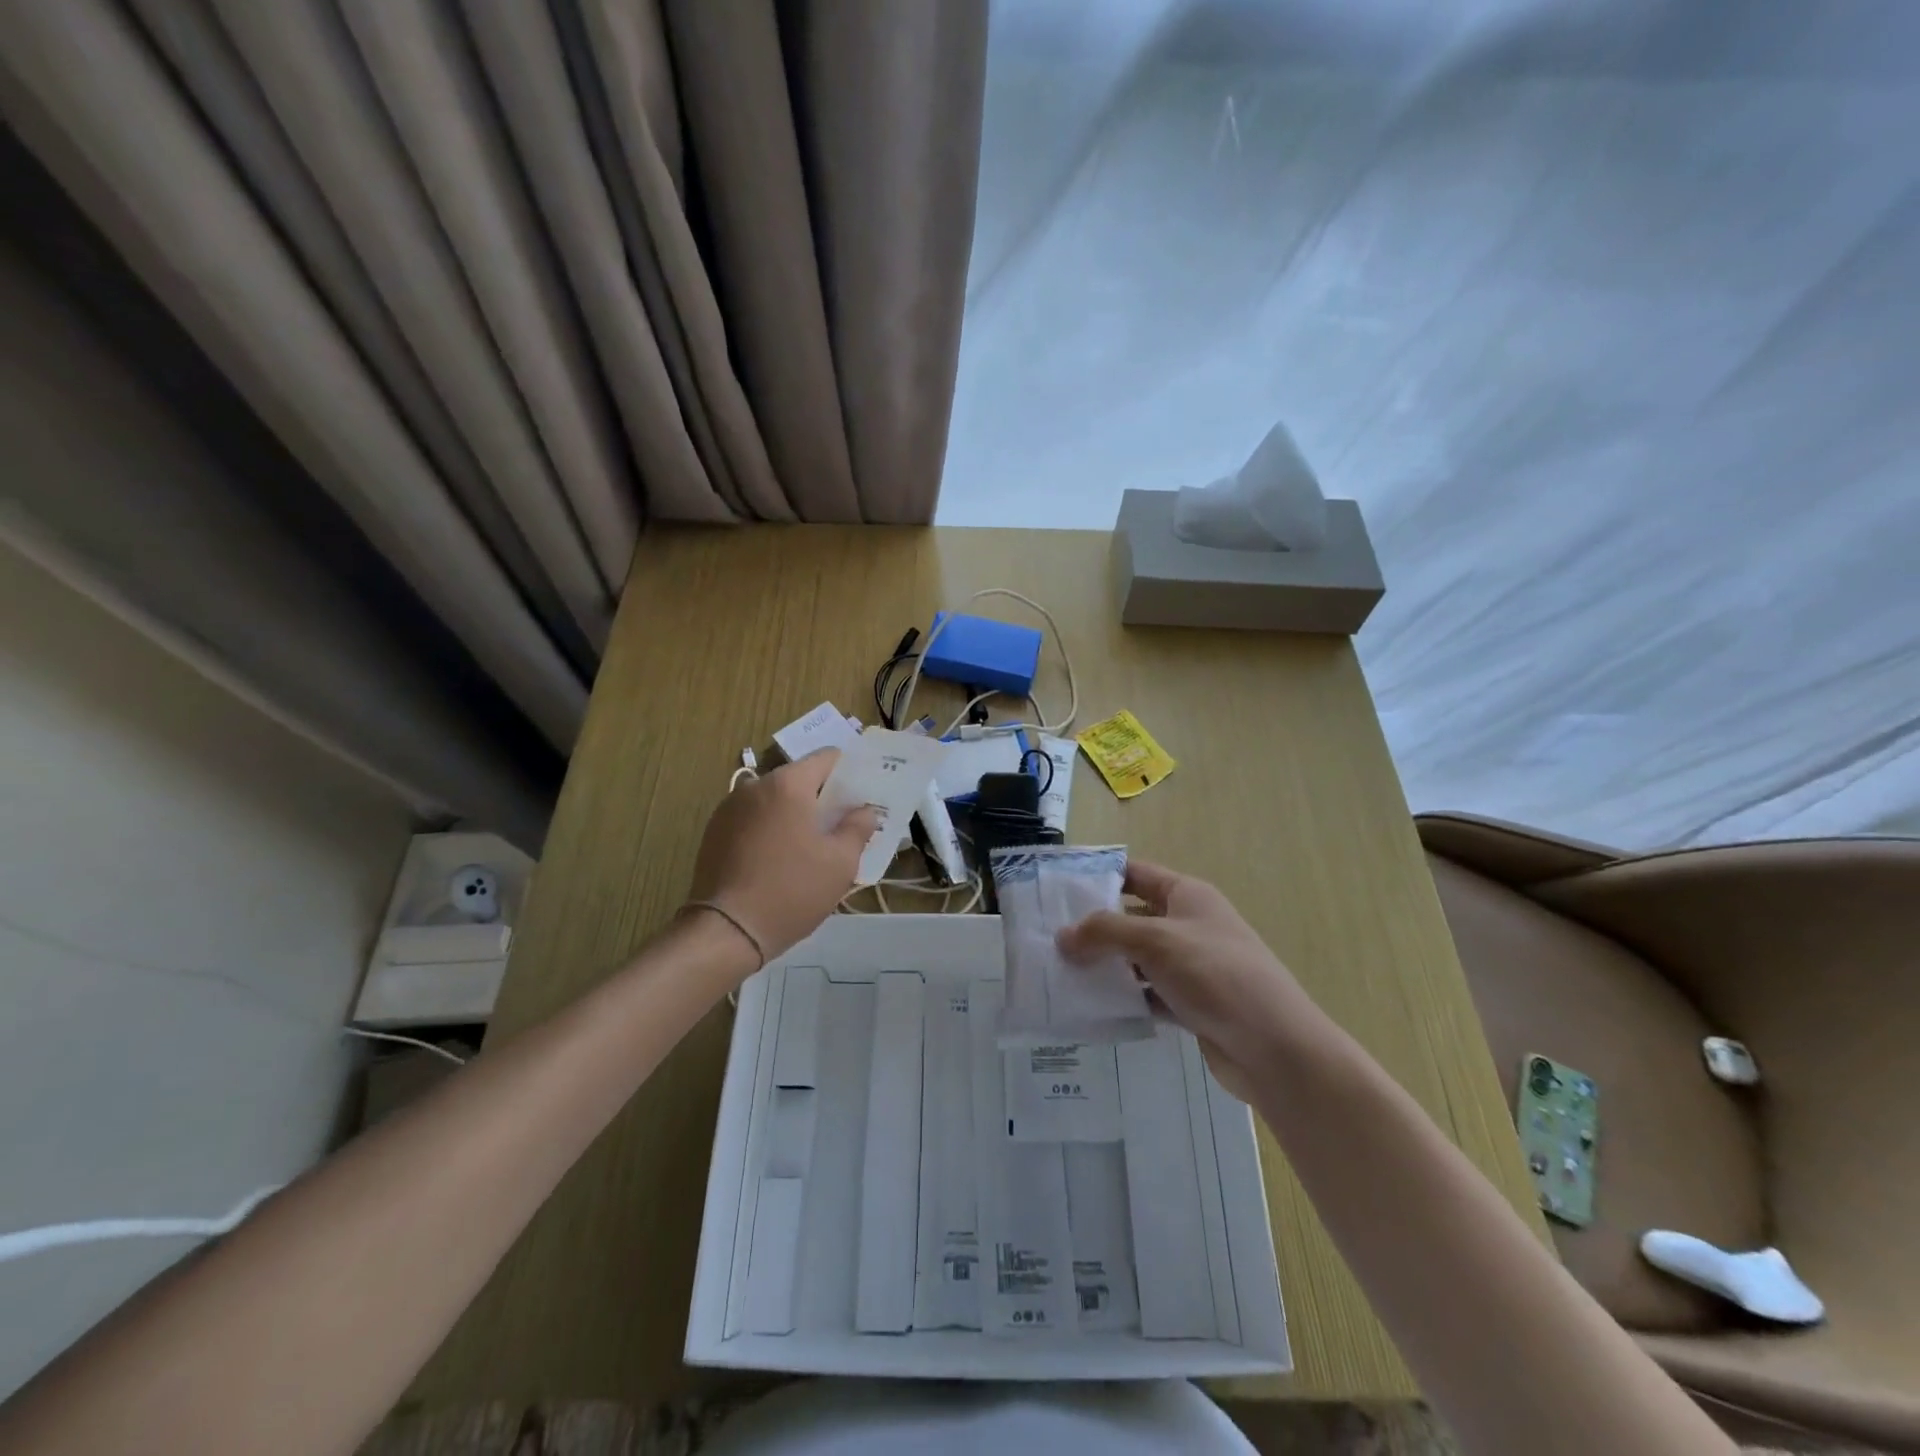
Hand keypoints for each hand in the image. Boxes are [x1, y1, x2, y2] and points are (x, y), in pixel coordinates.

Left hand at [688, 750, 878, 967]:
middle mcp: (755, 786)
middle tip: (844, 824)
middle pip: (799, 778)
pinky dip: (771, 828)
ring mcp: (729, 809)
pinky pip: (753, 819)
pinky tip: (780, 859)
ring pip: (774, 800)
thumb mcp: (840, 863)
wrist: (726, 931)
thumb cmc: (791, 891)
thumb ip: (858, 827)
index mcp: (788, 785)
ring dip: (795, 813)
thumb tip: (864, 810)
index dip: (849, 772)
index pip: (827, 757)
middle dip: (823, 796)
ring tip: (812, 845)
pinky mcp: (714, 832)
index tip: (863, 795)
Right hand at [1055, 860, 1319, 1099]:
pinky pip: (1148, 994)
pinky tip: (1092, 1008)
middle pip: (1132, 917)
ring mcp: (1191, 967)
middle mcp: (1189, 925)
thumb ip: (1105, 933)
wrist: (1275, 1048)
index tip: (1058, 890)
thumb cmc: (1216, 975)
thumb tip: (1062, 936)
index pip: (1135, 873)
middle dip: (1094, 927)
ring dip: (1106, 966)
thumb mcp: (1155, 941)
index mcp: (1187, 895)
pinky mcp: (1191, 1004)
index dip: (1098, 876)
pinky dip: (1124, 998)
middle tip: (1049, 938)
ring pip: (1137, 959)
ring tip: (1060, 974)